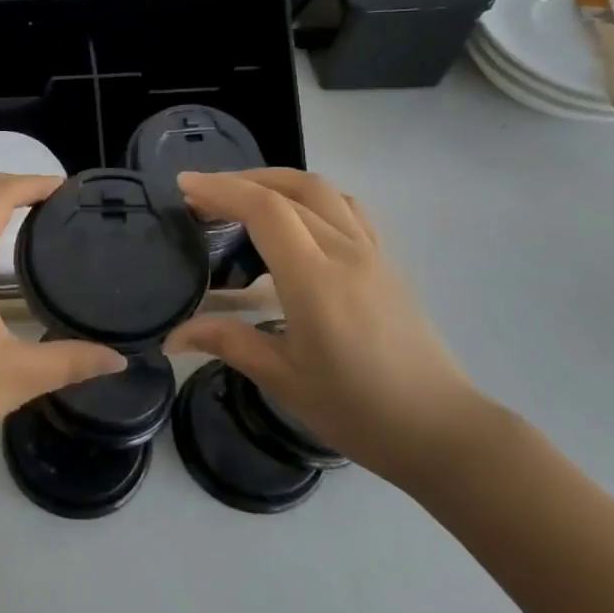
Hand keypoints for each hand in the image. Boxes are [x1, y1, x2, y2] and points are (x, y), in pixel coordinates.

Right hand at [166, 169, 486, 483]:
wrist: (441, 431)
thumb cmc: (358, 409)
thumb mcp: (284, 380)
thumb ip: (228, 342)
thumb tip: (172, 336)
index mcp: (315, 281)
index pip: (265, 210)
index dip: (221, 189)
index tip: (184, 186)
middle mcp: (346, 253)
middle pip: (290, 190)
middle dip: (239, 181)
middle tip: (201, 194)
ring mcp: (372, 253)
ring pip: (321, 190)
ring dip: (275, 181)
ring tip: (242, 194)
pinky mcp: (387, 261)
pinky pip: (346, 207)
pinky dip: (309, 195)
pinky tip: (294, 215)